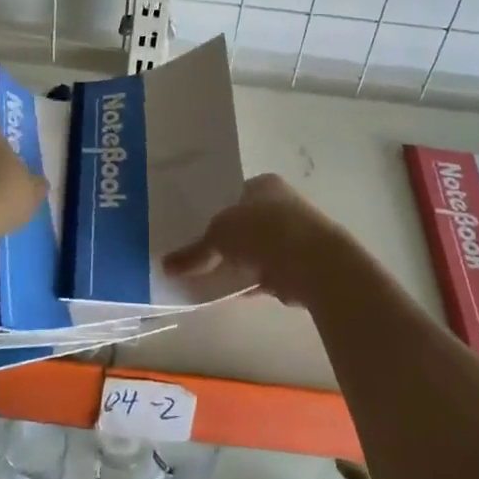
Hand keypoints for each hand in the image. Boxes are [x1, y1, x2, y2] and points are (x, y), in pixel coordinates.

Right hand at [163, 174, 357, 309]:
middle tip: (196, 254)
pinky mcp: (296, 267)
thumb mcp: (219, 235)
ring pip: (254, 250)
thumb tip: (165, 265)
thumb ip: (194, 252)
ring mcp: (292, 237)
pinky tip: (226, 293)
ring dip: (236, 263)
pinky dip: (247, 282)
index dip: (212, 210)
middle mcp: (281, 205)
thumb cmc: (264, 231)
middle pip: (244, 223)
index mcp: (264, 185)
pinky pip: (263, 273)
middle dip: (224, 239)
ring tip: (206, 276)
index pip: (233, 194)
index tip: (191, 228)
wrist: (313, 263)